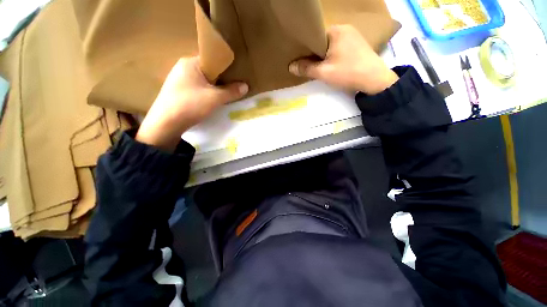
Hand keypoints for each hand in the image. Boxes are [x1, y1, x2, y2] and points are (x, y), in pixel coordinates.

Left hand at [136, 57, 247, 151]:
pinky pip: (198, 88)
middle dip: (223, 79)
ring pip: (204, 81)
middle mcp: (183, 67)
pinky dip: (207, 92)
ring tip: (227, 94)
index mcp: (191, 62)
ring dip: (216, 87)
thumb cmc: (190, 105)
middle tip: (235, 86)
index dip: (227, 67)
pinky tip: (213, 100)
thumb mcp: (214, 98)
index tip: (238, 75)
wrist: (165, 124)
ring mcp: (180, 80)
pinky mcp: (179, 91)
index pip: (213, 60)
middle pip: (209, 71)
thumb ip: (231, 91)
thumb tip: (246, 86)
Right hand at [289, 25, 397, 94]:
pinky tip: (332, 66)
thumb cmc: (348, 73)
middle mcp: (345, 29)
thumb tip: (290, 66)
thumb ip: (306, 68)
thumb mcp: (324, 73)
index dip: (306, 48)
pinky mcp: (357, 46)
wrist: (374, 80)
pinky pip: (339, 49)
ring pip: (331, 46)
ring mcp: (353, 36)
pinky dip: (332, 57)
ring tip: (319, 67)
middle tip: (308, 66)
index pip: (315, 36)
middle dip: (315, 53)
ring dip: (324, 56)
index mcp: (336, 30)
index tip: (301, 59)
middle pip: (322, 41)